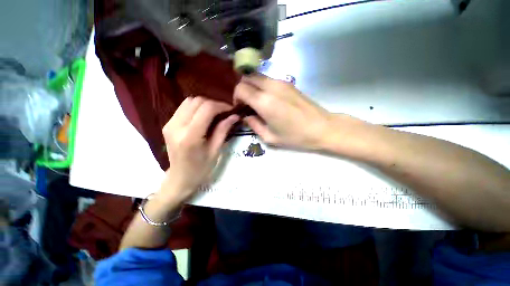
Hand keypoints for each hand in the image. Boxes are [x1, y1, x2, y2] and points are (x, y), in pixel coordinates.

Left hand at [162, 97, 238, 199]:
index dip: (221, 106)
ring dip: (204, 104)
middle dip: (214, 103)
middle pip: (197, 101)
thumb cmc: (201, 169)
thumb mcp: (215, 151)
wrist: (179, 178)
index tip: (231, 110)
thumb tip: (235, 116)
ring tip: (215, 114)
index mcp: (190, 136)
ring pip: (189, 101)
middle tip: (224, 112)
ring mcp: (169, 124)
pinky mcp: (168, 124)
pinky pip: (184, 107)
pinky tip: (203, 117)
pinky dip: (196, 108)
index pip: (206, 109)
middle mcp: (176, 126)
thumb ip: (223, 130)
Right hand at [234, 74, 334, 149]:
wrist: (322, 127)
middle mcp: (271, 87)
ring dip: (252, 87)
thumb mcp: (270, 137)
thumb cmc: (295, 136)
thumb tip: (245, 116)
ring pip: (258, 76)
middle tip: (247, 104)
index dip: (236, 97)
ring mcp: (281, 82)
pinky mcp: (288, 83)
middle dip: (242, 89)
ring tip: (257, 102)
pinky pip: (268, 79)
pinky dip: (262, 86)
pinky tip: (268, 99)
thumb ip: (253, 125)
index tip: (240, 107)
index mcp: (264, 101)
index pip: (241, 88)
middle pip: (247, 78)